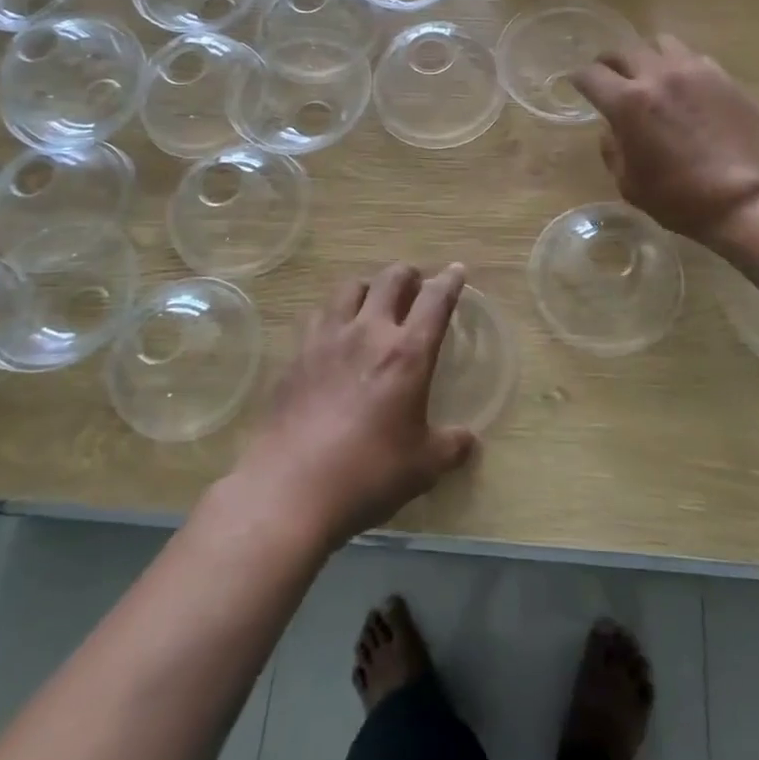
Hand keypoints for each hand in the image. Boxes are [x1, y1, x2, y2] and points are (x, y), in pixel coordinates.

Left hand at [237, 264, 476, 550]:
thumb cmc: (369, 474)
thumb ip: (451, 446)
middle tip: (415, 284)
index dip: (450, 281)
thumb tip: (468, 440)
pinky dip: (332, 316)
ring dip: (368, 287)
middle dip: (408, 274)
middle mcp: (368, 333)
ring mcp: (327, 339)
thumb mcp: (423, 466)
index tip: (457, 271)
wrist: (290, 489)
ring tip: (372, 302)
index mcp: (407, 353)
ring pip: (349, 288)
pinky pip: (316, 317)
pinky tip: (333, 336)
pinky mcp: (296, 355)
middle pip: (390, 279)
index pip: (436, 300)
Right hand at [571, 34, 758, 242]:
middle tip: (611, 77)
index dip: (579, 79)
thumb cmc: (677, 198)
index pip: (590, 75)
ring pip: (661, 43)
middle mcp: (658, 76)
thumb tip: (613, 128)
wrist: (743, 198)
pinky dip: (680, 67)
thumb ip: (613, 147)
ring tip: (650, 75)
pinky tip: (685, 88)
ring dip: (648, 57)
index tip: (579, 85)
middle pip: (624, 50)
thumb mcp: (628, 183)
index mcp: (628, 102)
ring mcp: (695, 71)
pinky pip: (694, 58)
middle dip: (610, 63)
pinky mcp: (724, 77)